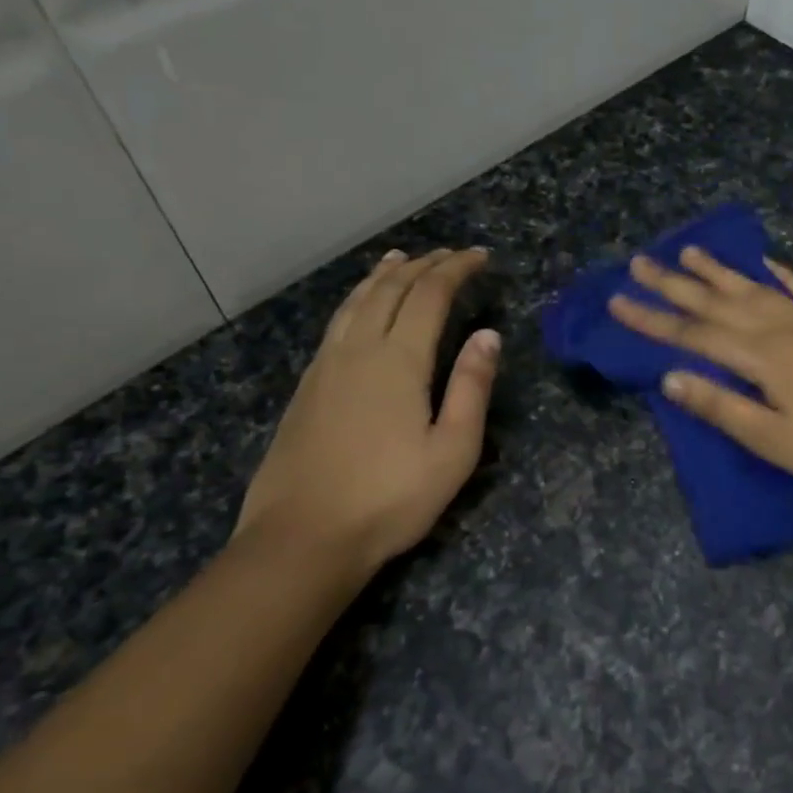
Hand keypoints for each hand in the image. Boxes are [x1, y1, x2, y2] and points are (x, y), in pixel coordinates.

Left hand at [236, 247, 497, 576]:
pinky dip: (357, 299)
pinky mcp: (306, 386)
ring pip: (356, 302)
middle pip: (390, 290)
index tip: (480, 256)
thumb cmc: (390, 498)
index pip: (430, 295)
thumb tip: (489, 335)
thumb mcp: (452, 450)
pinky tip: (360, 307)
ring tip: (401, 259)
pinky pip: (337, 323)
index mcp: (398, 361)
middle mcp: (358, 350)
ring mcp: (325, 366)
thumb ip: (472, 387)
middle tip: (449, 255)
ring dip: (383, 276)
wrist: (303, 537)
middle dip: (423, 265)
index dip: (455, 269)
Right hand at [609, 248, 792, 499]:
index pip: (694, 335)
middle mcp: (784, 328)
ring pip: (758, 288)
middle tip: (641, 262)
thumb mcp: (774, 441)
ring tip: (690, 250)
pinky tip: (767, 263)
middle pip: (720, 302)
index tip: (617, 302)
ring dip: (721, 271)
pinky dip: (782, 275)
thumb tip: (668, 377)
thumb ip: (721, 406)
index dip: (653, 320)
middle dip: (676, 284)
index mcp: (763, 358)